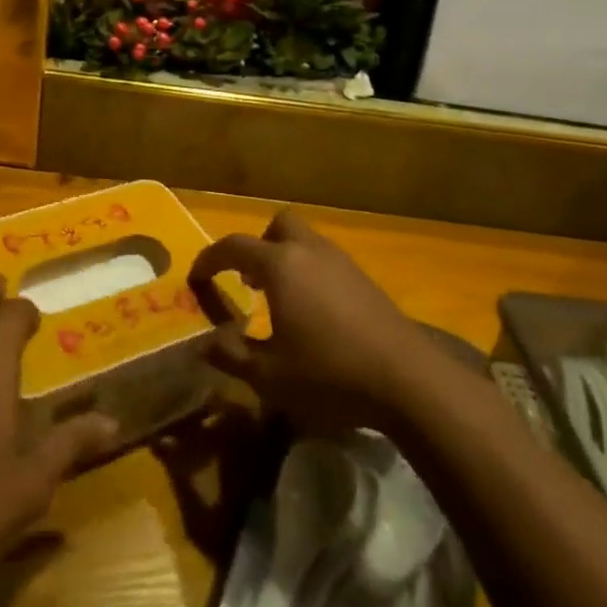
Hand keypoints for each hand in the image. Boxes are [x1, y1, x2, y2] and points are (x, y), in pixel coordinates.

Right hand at [189, 209, 420, 432]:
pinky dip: (311, 274)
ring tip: (279, 300)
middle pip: (280, 224)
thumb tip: (205, 343)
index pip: (234, 246)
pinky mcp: (366, 281)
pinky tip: (314, 314)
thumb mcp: (268, 374)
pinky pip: (327, 262)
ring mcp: (343, 263)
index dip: (210, 259)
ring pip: (306, 241)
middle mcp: (309, 252)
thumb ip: (231, 355)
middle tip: (248, 279)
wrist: (409, 382)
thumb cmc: (329, 374)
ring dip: (286, 259)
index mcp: (280, 265)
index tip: (197, 277)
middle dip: (258, 244)